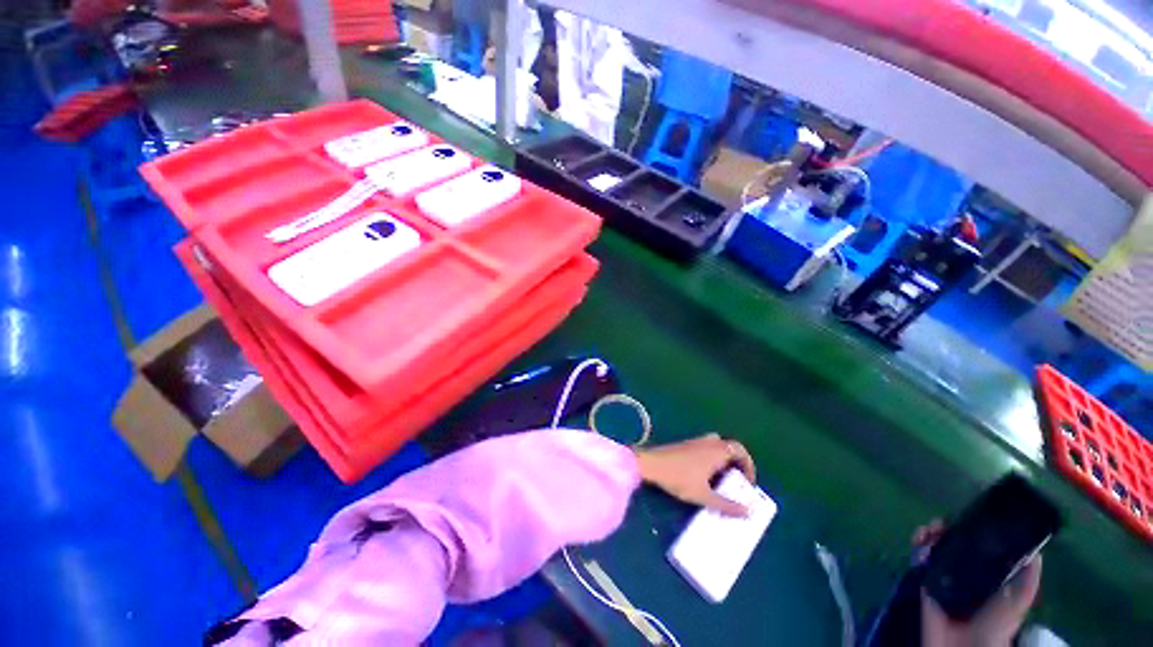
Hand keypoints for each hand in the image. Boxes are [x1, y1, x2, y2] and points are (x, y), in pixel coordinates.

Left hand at [635, 433, 755, 516]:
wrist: (651, 464)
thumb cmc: (678, 477)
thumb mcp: (704, 495)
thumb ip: (726, 505)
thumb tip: (747, 512)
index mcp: (716, 450)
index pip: (740, 450)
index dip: (749, 465)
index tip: (748, 483)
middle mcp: (707, 442)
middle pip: (729, 447)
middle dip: (736, 464)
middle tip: (736, 482)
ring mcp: (695, 442)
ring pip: (716, 448)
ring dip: (723, 461)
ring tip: (721, 481)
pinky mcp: (685, 445)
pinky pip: (705, 449)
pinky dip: (711, 460)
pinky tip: (704, 476)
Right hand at [914, 521, 1042, 646]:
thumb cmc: (996, 626)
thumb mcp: (1017, 604)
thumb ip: (1026, 581)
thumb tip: (1035, 550)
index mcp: (988, 575)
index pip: (978, 546)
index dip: (972, 530)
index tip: (966, 518)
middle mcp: (965, 573)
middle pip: (953, 544)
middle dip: (945, 529)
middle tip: (940, 524)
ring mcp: (943, 578)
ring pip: (934, 548)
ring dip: (929, 535)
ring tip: (928, 531)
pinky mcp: (925, 583)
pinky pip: (920, 561)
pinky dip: (918, 548)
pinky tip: (920, 542)